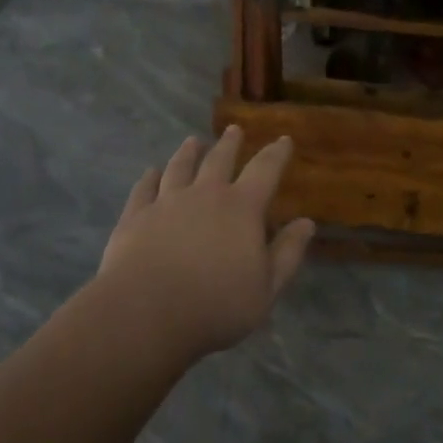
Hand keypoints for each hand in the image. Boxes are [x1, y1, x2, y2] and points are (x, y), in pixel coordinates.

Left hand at [95, 126, 313, 360]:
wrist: (145, 313)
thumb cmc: (215, 305)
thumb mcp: (266, 288)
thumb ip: (288, 253)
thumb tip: (307, 223)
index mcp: (242, 208)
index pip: (265, 170)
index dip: (277, 153)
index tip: (283, 139)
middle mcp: (205, 194)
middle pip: (219, 160)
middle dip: (229, 143)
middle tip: (234, 129)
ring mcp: (166, 202)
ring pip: (180, 168)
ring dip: (188, 152)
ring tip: (192, 141)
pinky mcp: (135, 217)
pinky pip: (144, 189)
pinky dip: (149, 178)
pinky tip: (150, 172)